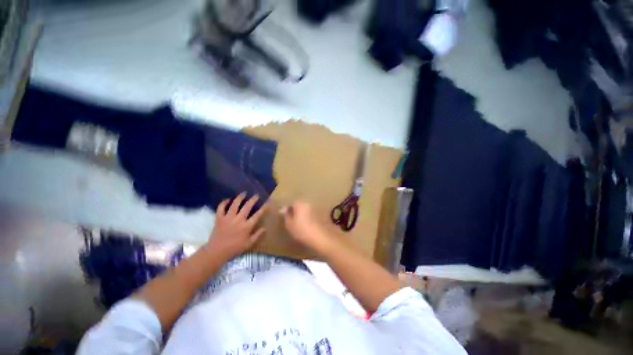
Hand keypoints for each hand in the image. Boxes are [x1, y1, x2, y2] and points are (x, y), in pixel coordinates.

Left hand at [208, 193, 265, 258]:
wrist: (216, 252)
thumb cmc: (234, 248)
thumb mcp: (248, 244)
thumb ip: (257, 235)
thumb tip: (264, 228)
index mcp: (247, 226)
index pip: (258, 214)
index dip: (264, 207)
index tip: (268, 202)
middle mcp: (238, 219)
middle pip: (247, 206)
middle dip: (253, 199)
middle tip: (256, 195)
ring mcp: (228, 218)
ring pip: (235, 204)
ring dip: (240, 197)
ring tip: (243, 193)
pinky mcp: (219, 218)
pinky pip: (221, 208)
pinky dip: (224, 203)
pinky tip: (227, 199)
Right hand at [281, 201, 335, 255]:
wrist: (321, 237)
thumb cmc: (302, 230)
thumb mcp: (289, 225)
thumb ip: (286, 216)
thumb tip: (284, 210)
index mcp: (300, 203)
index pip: (292, 203)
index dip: (288, 211)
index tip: (286, 218)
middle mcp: (309, 203)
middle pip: (300, 205)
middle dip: (297, 212)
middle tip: (294, 221)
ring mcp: (317, 208)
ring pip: (308, 210)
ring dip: (305, 215)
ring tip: (302, 225)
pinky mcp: (323, 214)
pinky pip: (314, 214)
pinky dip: (311, 218)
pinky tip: (310, 226)